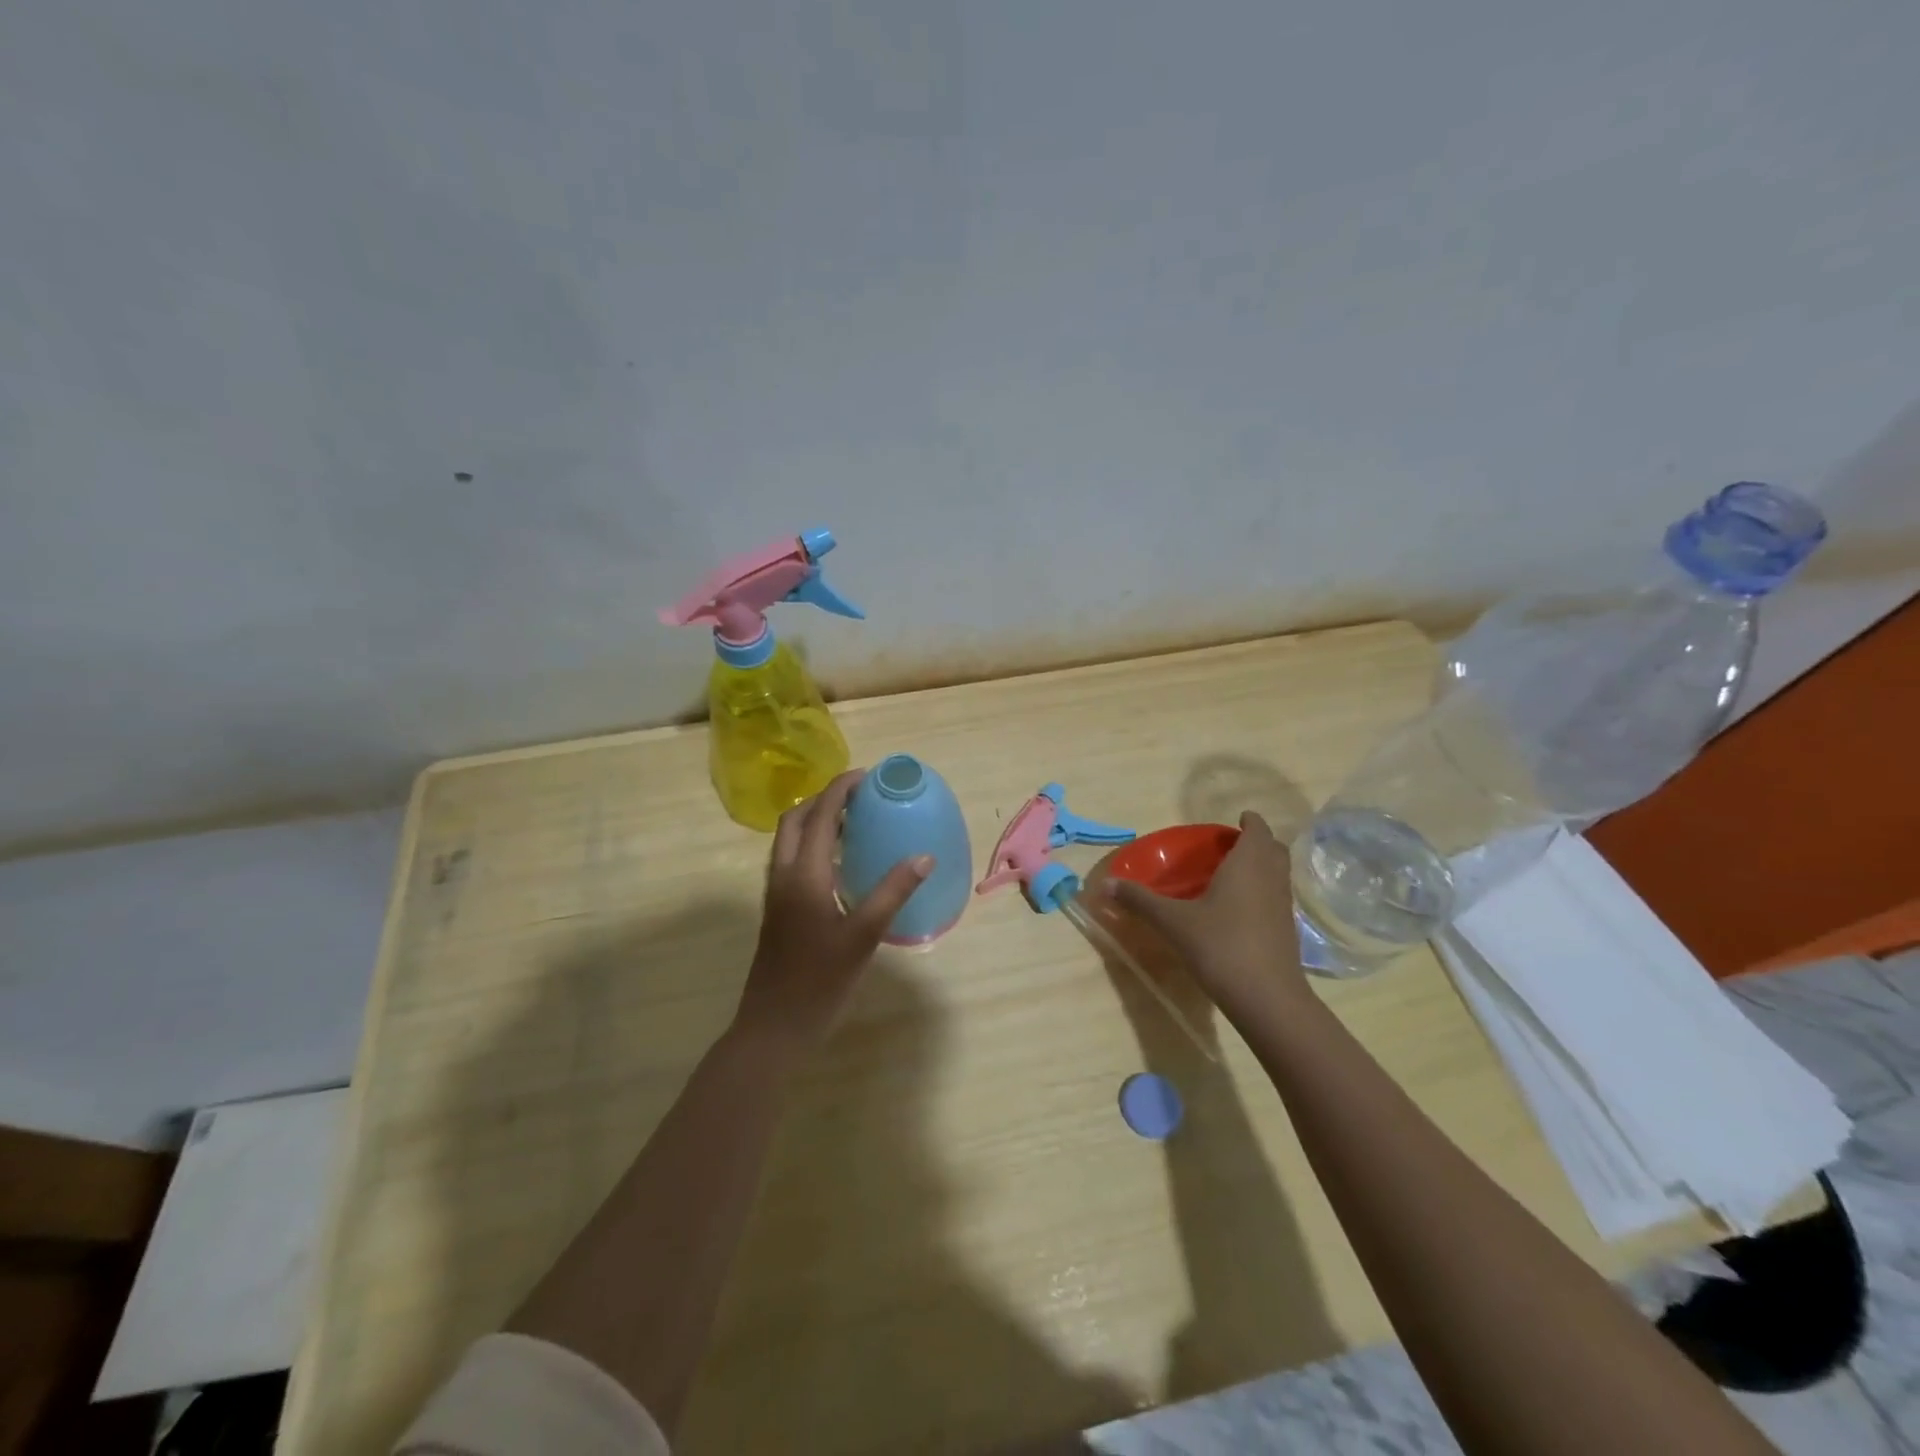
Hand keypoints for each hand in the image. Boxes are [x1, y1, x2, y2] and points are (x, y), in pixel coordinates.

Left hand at [733, 770, 932, 1051]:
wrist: (773, 1027)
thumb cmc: (820, 982)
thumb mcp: (863, 936)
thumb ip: (892, 892)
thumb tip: (924, 856)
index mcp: (803, 874)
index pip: (819, 815)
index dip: (840, 789)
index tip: (867, 775)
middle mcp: (783, 875)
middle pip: (795, 819)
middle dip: (824, 798)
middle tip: (859, 796)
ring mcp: (776, 893)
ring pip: (788, 839)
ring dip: (815, 820)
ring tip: (852, 820)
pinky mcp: (777, 909)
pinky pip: (791, 858)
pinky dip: (811, 843)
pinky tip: (839, 862)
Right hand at [1102, 811, 1308, 1016]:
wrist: (1267, 998)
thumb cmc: (1220, 946)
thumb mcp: (1173, 922)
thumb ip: (1140, 900)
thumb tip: (1105, 884)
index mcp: (1248, 864)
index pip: (1258, 829)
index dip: (1250, 821)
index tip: (1237, 819)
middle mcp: (1271, 878)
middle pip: (1273, 849)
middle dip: (1257, 842)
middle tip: (1230, 845)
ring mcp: (1283, 906)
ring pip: (1278, 874)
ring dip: (1262, 867)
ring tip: (1232, 874)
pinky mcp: (1287, 932)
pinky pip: (1276, 898)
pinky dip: (1262, 893)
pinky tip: (1239, 910)